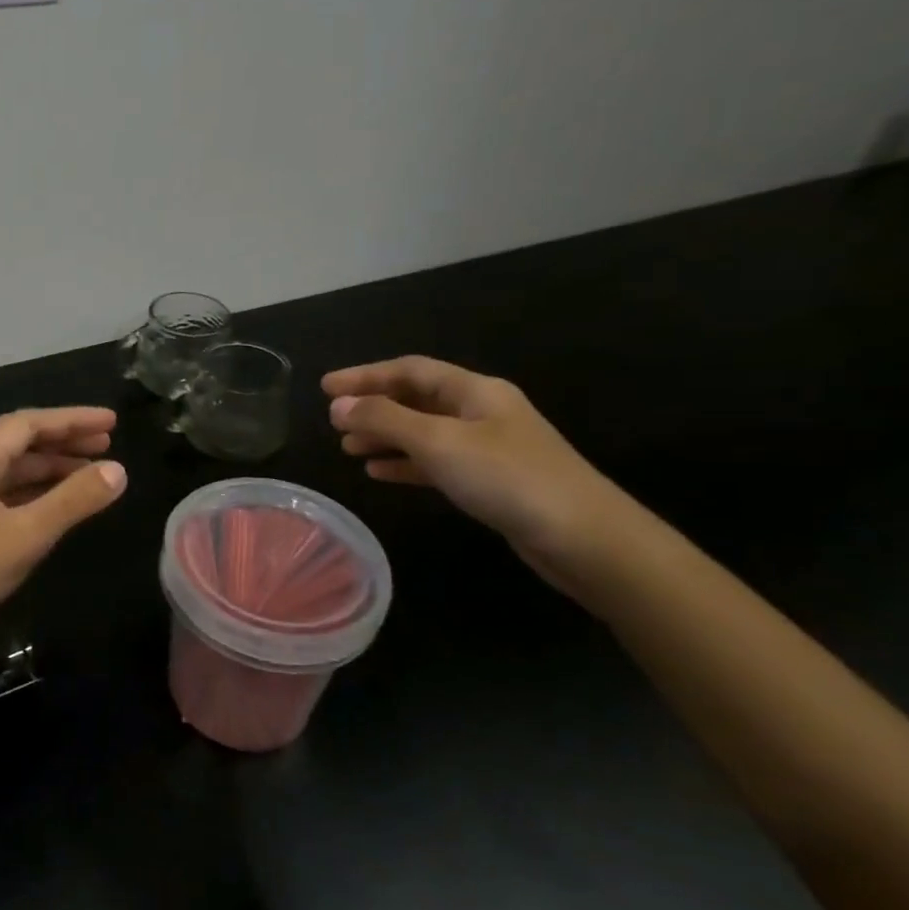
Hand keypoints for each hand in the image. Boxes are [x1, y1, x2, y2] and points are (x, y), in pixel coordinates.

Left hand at [0, 408, 127, 661]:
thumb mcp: (23, 536)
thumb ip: (72, 501)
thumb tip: (118, 470)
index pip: (25, 424)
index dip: (70, 419)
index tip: (111, 423)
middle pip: (16, 447)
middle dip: (62, 443)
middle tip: (107, 447)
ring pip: (8, 477)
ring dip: (48, 473)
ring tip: (89, 478)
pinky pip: (0, 503)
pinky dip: (31, 500)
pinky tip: (51, 513)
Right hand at [322, 357, 627, 575]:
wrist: (584, 538)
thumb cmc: (508, 478)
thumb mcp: (438, 442)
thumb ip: (385, 420)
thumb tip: (338, 405)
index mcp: (474, 391)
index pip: (409, 370)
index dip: (365, 375)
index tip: (324, 387)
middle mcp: (481, 412)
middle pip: (416, 399)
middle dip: (372, 407)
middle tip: (332, 421)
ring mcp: (487, 447)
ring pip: (422, 432)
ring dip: (384, 436)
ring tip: (347, 448)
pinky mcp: (489, 481)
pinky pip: (435, 463)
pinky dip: (404, 464)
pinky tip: (378, 472)